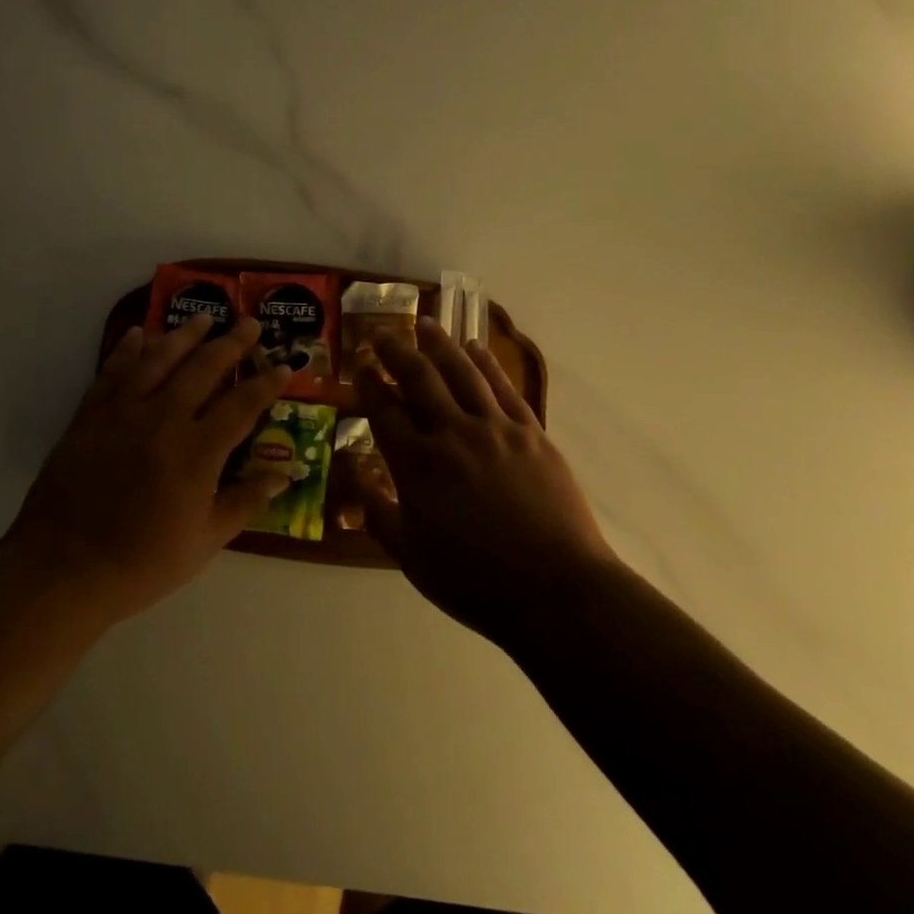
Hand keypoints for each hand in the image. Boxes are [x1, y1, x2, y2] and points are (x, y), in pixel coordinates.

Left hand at [6, 314, 291, 620]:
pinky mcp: (90, 415)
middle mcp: (163, 419)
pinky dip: (127, 349)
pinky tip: (138, 333)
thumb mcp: (204, 541)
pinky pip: (113, 371)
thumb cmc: (141, 562)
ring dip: (184, 334)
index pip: (242, 405)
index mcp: (197, 451)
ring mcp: (123, 412)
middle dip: (232, 343)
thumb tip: (285, 475)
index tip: (284, 365)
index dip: (267, 383)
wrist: (63, 569)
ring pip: (159, 359)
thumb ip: (245, 501)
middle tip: (249, 323)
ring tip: (203, 317)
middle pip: (204, 368)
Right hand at [357, 317, 617, 642]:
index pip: (384, 411)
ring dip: (440, 344)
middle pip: (420, 378)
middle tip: (382, 332)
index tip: (360, 364)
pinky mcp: (530, 432)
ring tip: (426, 323)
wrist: (556, 589)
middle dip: (397, 351)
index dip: (369, 383)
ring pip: (462, 372)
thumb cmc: (476, 581)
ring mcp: (495, 428)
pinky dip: (487, 363)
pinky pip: (504, 387)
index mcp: (418, 466)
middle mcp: (453, 434)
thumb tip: (357, 481)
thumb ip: (381, 516)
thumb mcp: (413, 559)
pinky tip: (476, 348)